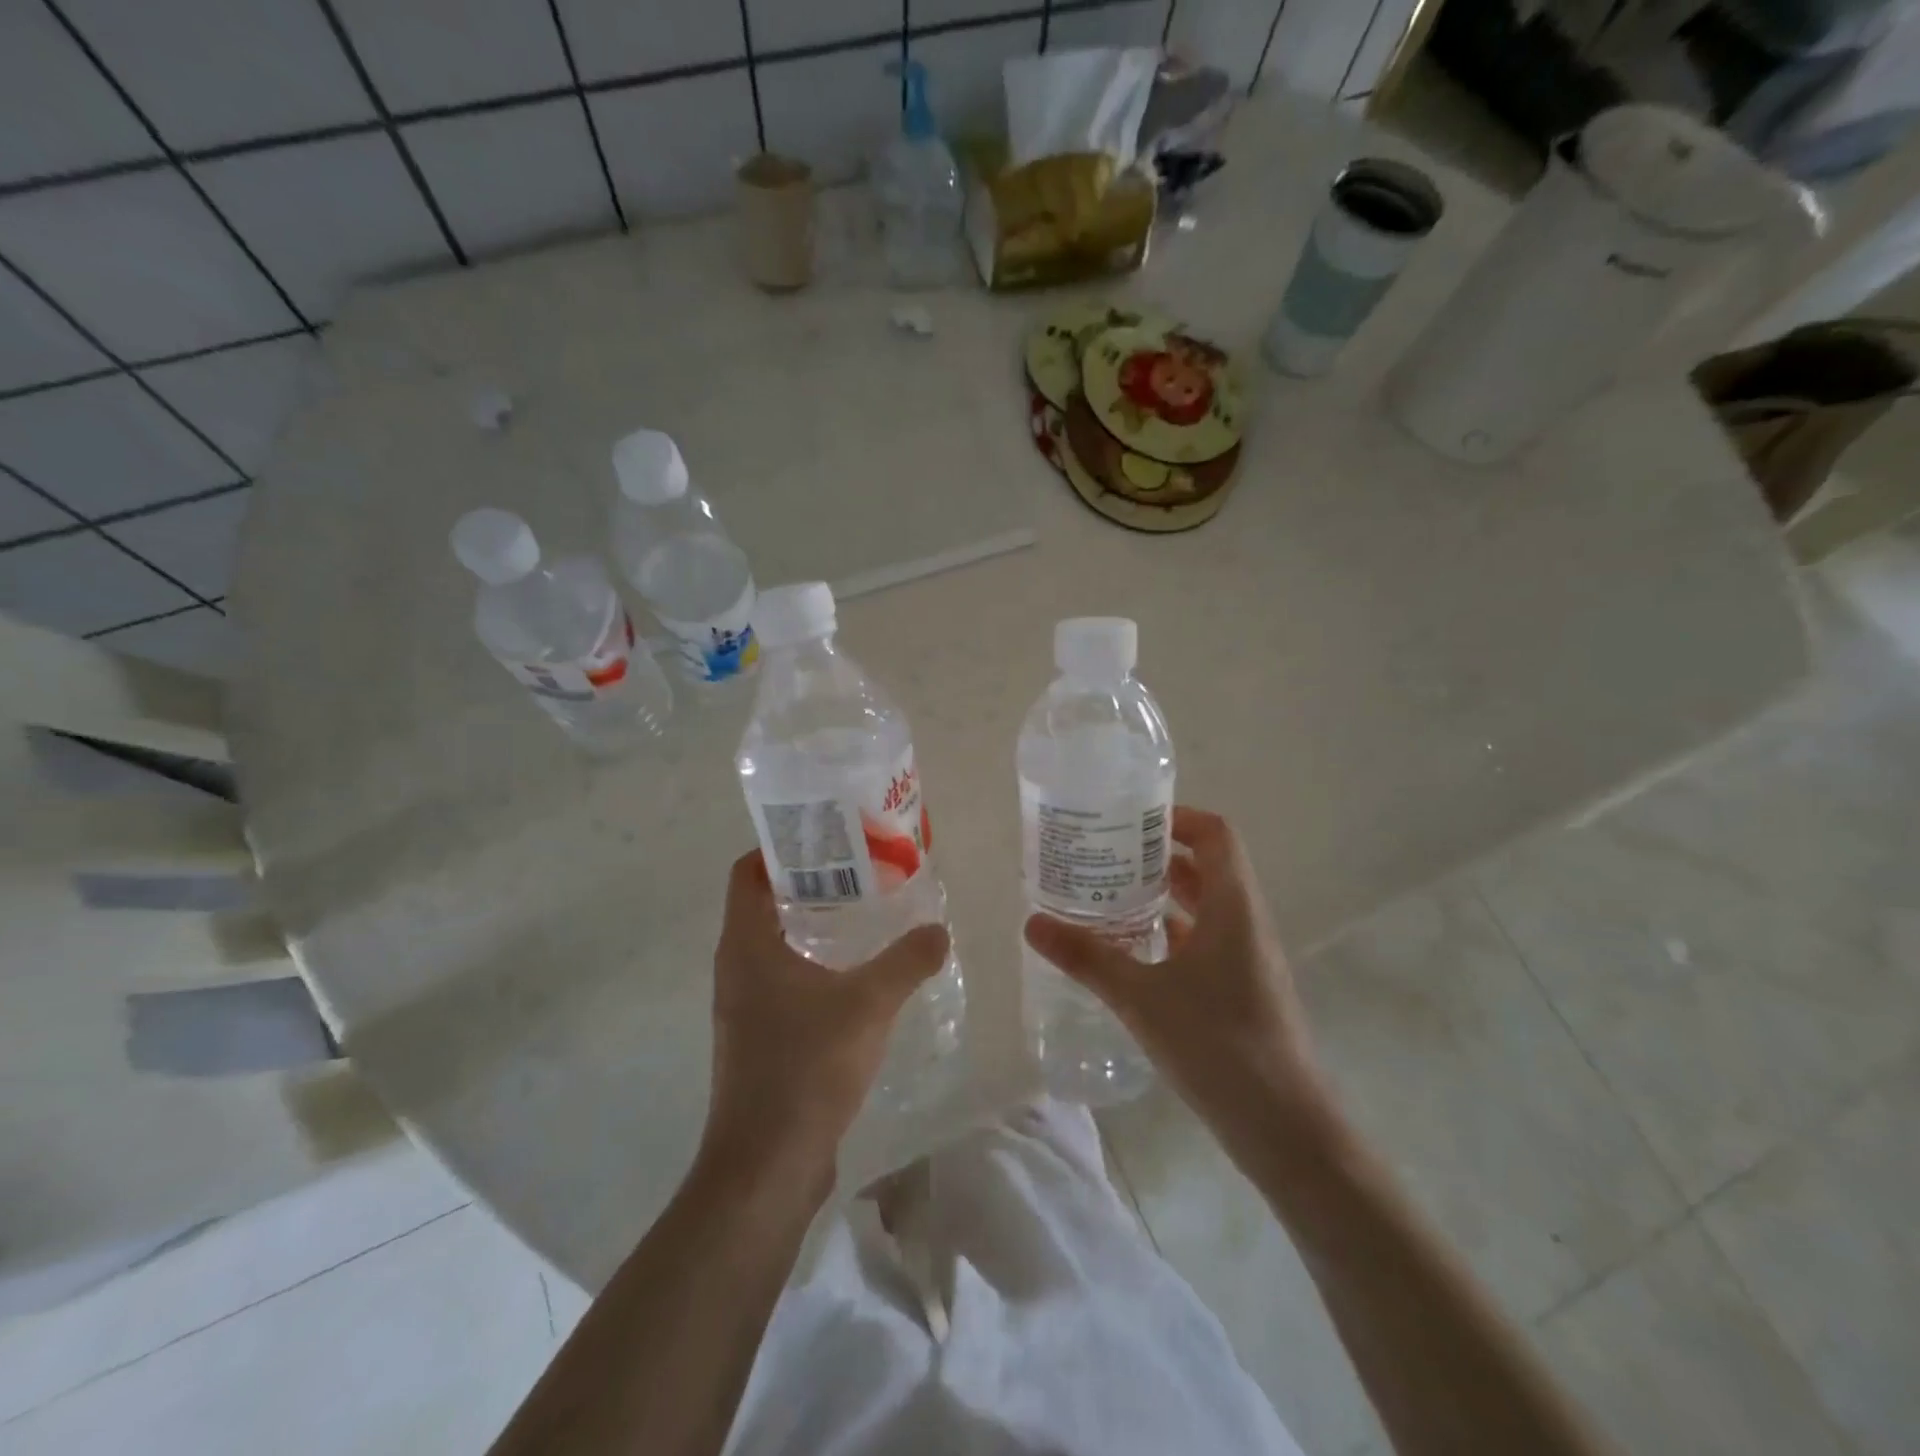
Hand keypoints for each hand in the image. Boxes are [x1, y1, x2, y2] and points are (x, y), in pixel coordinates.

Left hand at [699, 852, 949, 1204]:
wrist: (767, 1166)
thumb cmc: (807, 1067)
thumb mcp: (869, 1004)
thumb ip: (907, 961)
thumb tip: (939, 930)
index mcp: (746, 944)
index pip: (749, 872)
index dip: (781, 849)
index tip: (828, 839)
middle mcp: (737, 967)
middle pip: (766, 903)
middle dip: (812, 883)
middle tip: (863, 871)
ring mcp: (745, 1004)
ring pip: (777, 943)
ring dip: (816, 925)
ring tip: (868, 914)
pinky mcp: (759, 1036)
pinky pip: (785, 979)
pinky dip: (816, 964)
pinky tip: (859, 975)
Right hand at [1024, 807, 1338, 1169]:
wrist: (1285, 1128)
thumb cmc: (1217, 1044)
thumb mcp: (1141, 997)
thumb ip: (1087, 957)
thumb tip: (1032, 923)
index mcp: (1234, 906)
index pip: (1216, 835)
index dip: (1179, 817)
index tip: (1130, 820)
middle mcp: (1246, 922)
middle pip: (1208, 866)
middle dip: (1158, 855)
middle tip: (1106, 854)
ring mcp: (1247, 959)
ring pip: (1205, 906)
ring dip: (1164, 895)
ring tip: (1109, 894)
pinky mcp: (1242, 990)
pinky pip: (1205, 942)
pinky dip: (1171, 933)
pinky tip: (1132, 950)